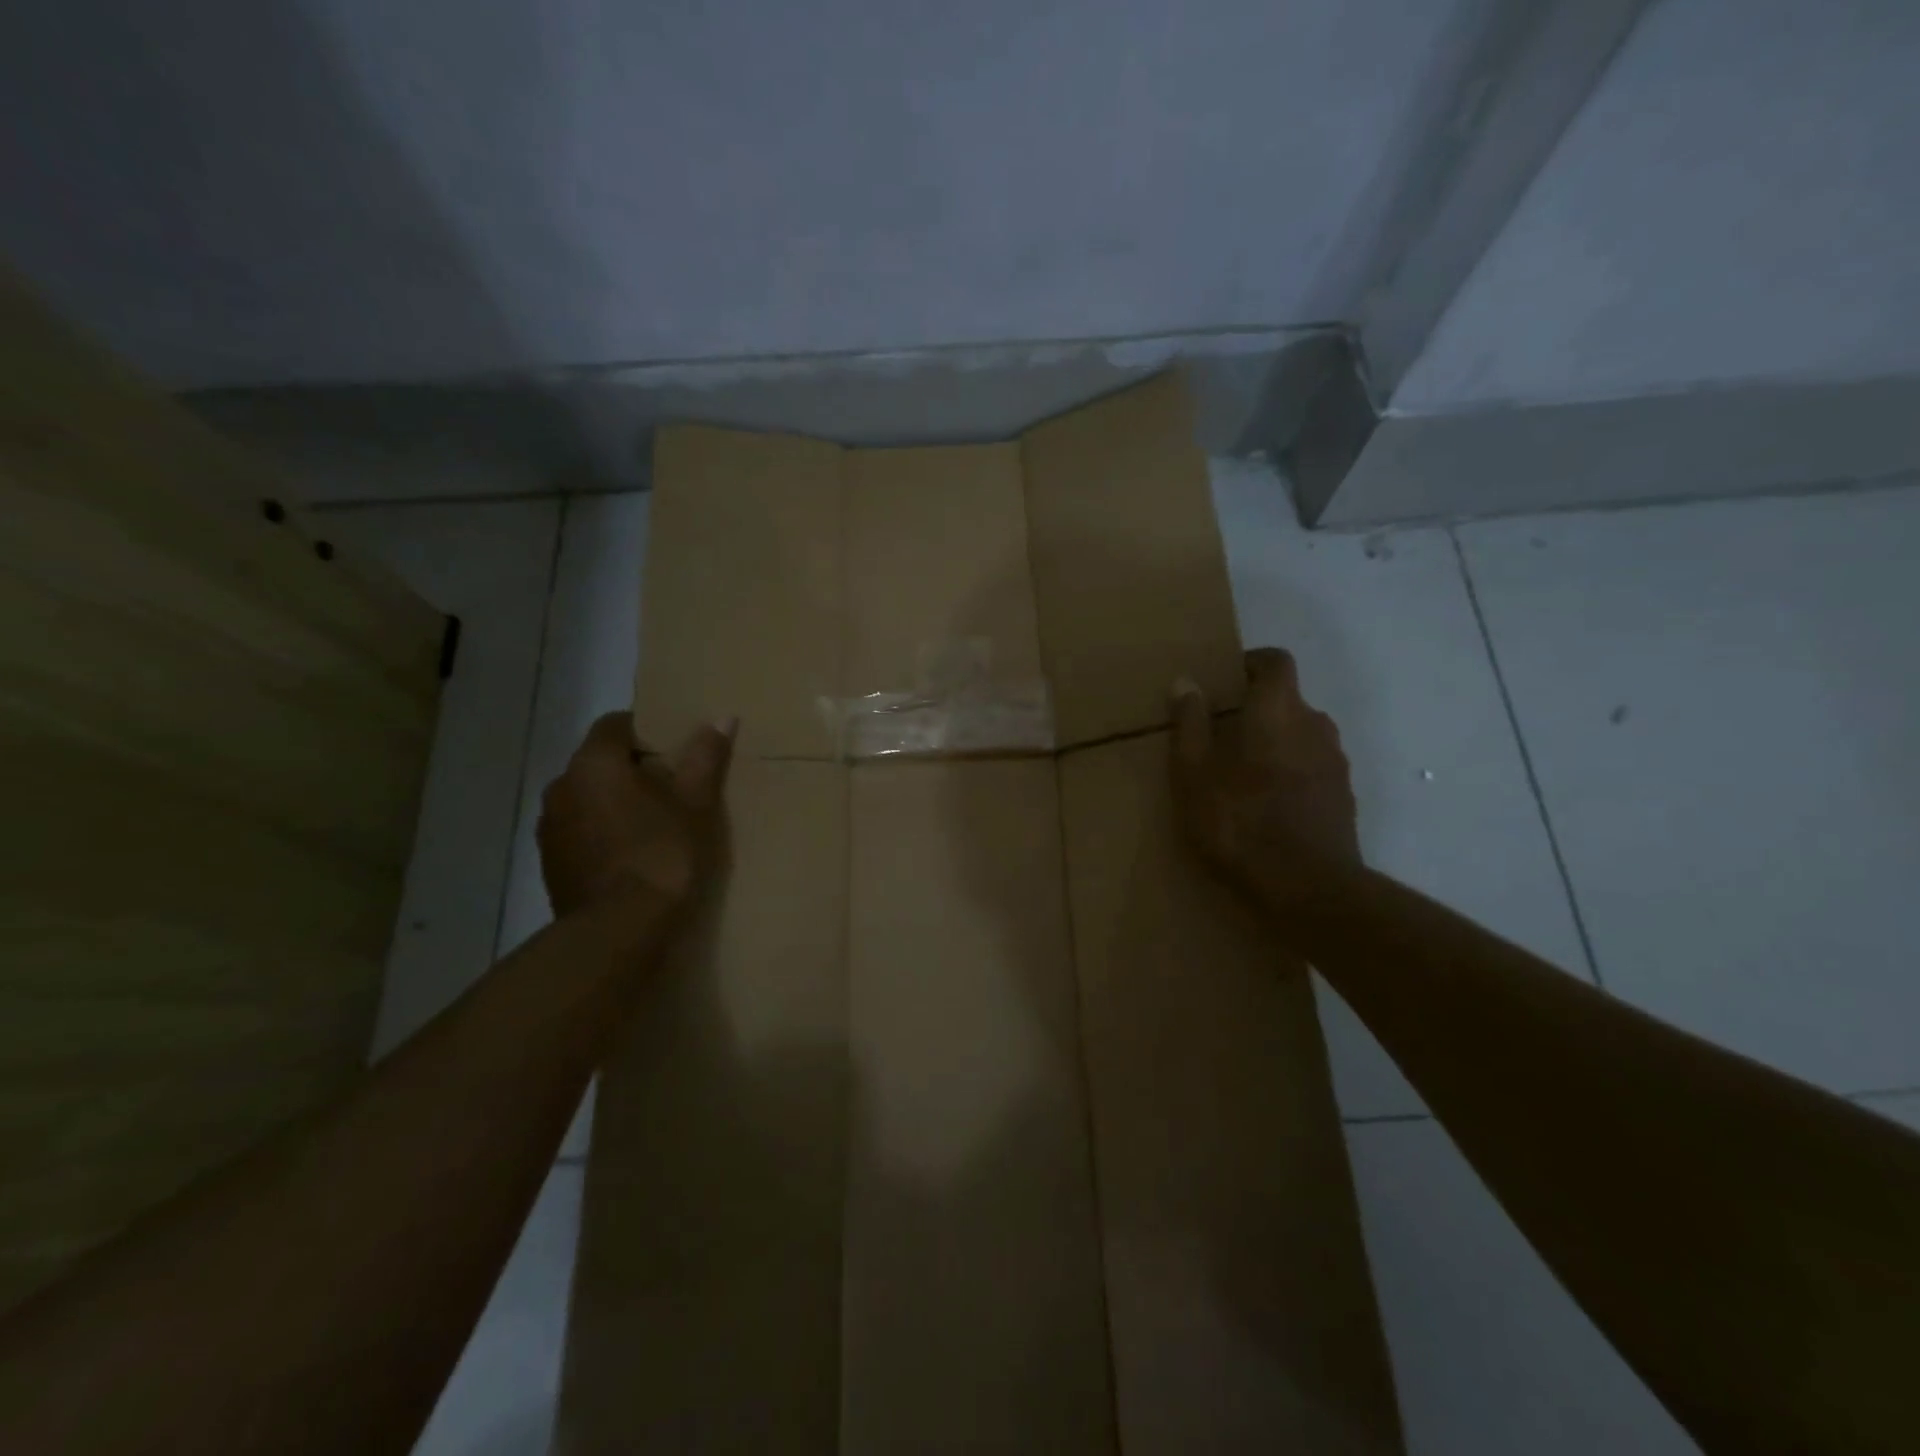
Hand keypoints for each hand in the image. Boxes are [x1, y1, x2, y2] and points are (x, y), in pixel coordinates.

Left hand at [537, 712, 736, 918]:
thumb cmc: (662, 854)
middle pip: (599, 762)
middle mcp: (561, 786)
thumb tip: (721, 718)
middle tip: (672, 787)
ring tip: (653, 824)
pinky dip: (601, 833)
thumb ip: (704, 757)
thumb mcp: (696, 804)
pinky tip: (631, 855)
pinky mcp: (550, 863)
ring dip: (613, 802)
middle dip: (631, 769)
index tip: (675, 750)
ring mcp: (550, 827)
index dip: (646, 731)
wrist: (618, 930)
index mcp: (594, 763)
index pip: (615, 724)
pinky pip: (580, 831)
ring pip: (587, 798)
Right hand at [1170, 648, 1360, 911]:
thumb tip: (1186, 682)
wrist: (1307, 887)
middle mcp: (1315, 725)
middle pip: (1288, 701)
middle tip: (1222, 735)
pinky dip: (1293, 773)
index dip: (1252, 663)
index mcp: (1277, 710)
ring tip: (1244, 774)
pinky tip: (1269, 805)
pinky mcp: (1345, 797)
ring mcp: (1336, 762)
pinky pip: (1314, 769)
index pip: (1276, 661)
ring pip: (1302, 736)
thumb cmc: (1239, 821)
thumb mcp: (1193, 773)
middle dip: (1257, 710)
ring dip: (1276, 743)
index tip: (1226, 680)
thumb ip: (1190, 723)